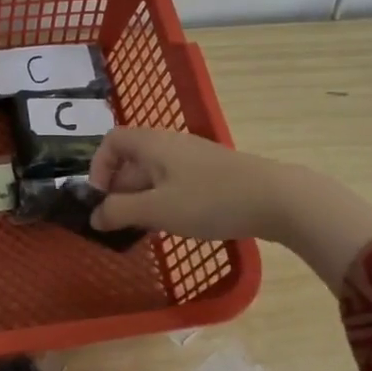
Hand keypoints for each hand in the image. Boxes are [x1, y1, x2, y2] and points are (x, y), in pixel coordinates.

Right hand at [88, 127, 371, 295]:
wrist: (277, 198)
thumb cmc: (209, 200)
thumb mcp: (156, 209)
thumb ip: (119, 212)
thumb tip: (95, 217)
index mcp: (152, 144)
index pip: (112, 141)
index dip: (98, 167)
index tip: (99, 199)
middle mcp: (170, 144)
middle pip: (131, 159)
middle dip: (119, 190)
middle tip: (118, 223)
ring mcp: (193, 158)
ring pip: (154, 174)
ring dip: (141, 199)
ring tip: (143, 229)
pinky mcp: (212, 174)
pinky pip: (175, 182)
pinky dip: (164, 201)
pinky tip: (173, 225)